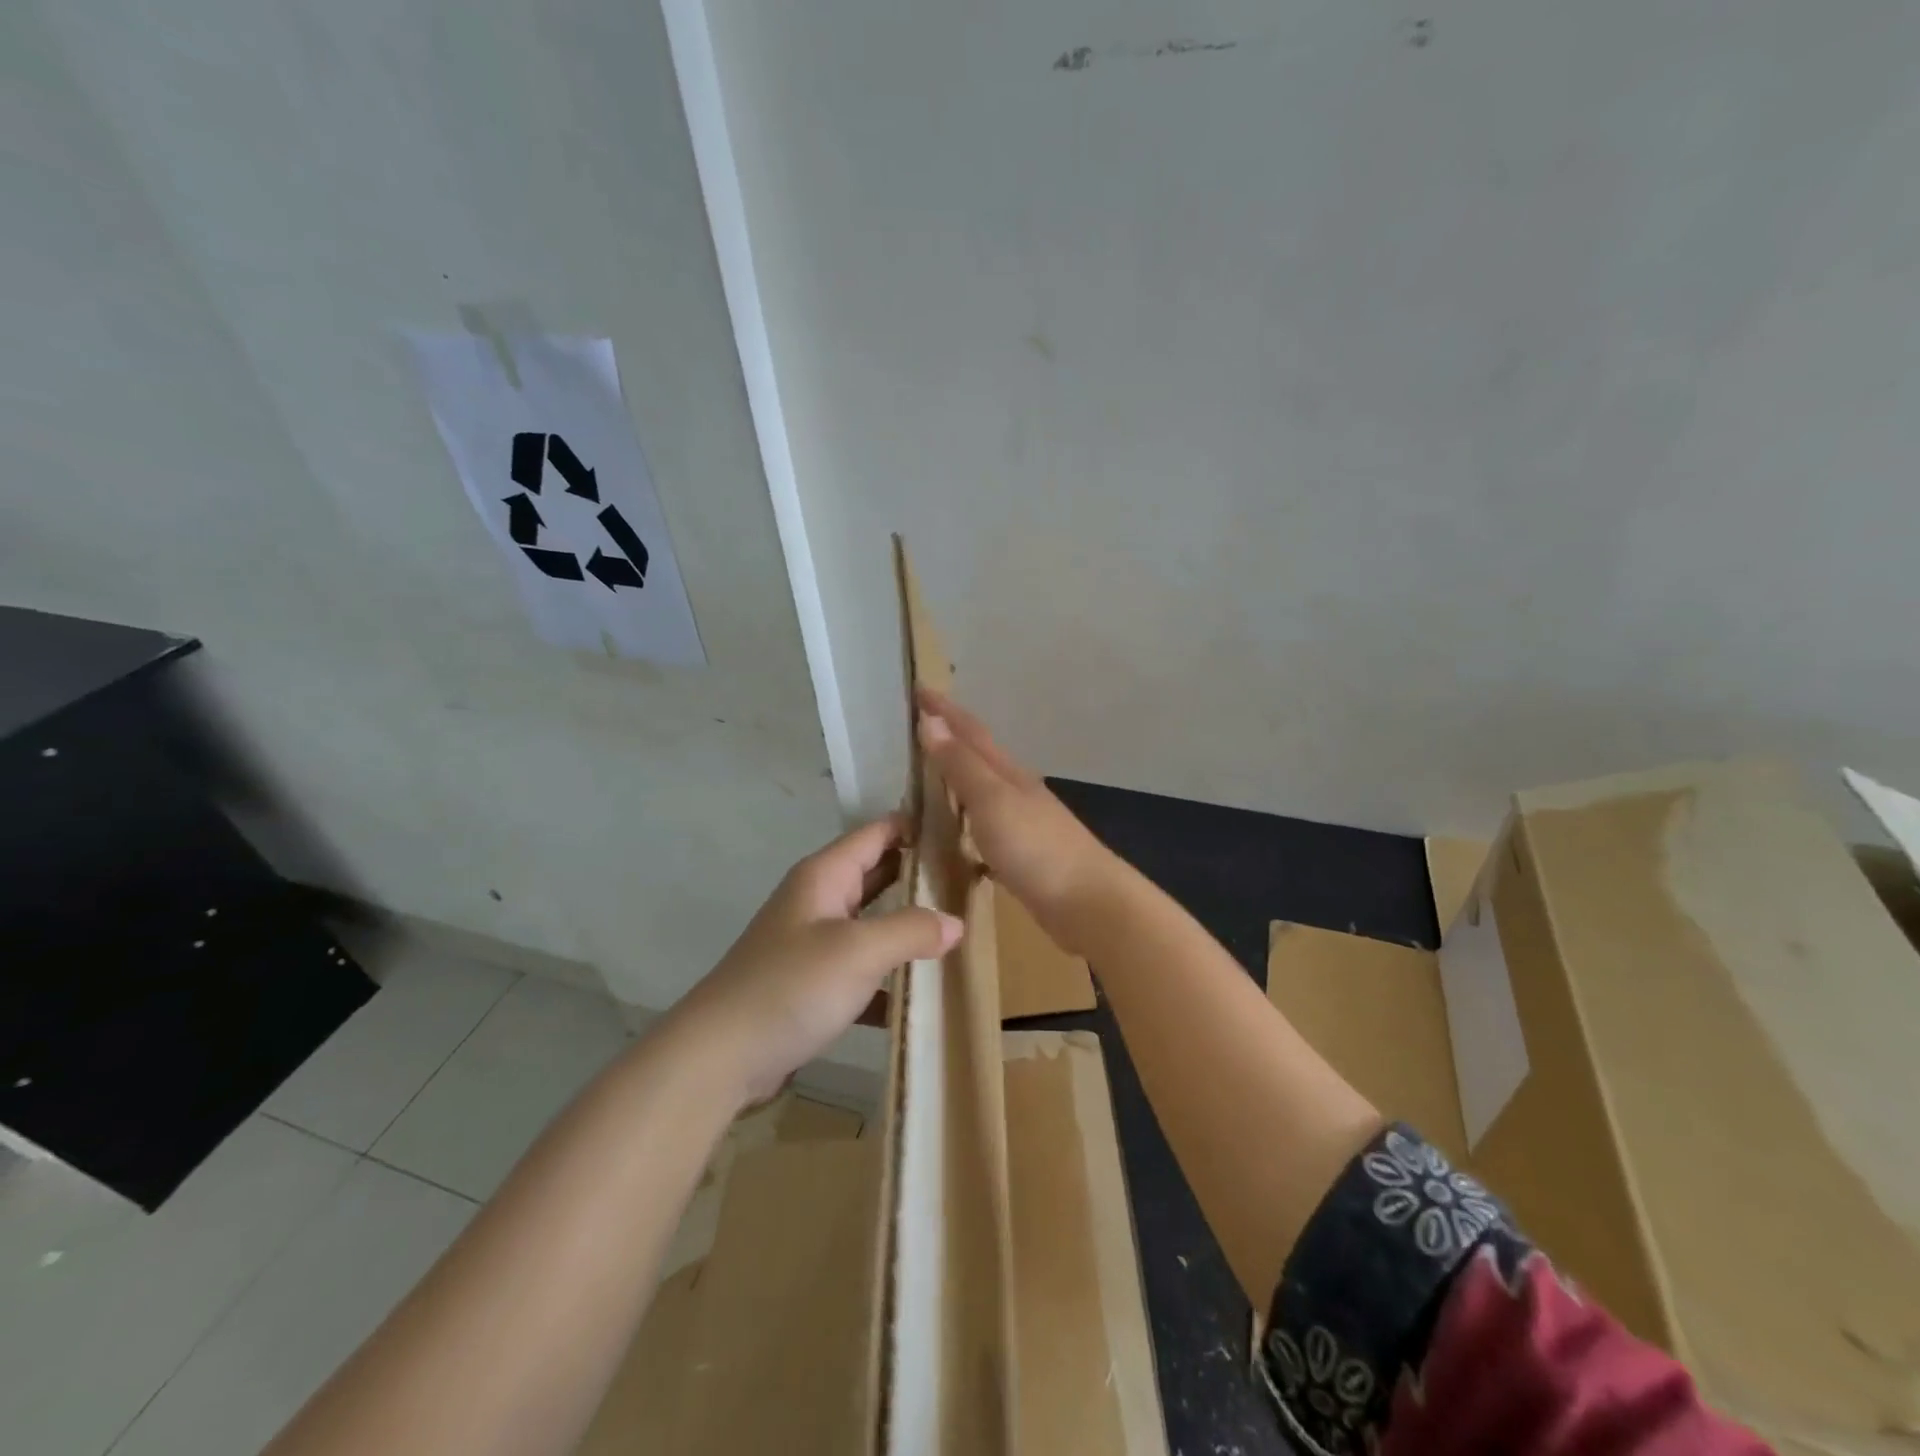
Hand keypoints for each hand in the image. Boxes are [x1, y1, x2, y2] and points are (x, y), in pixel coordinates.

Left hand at [672, 818, 962, 1105]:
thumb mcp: (858, 951)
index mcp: (825, 876)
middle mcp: (819, 901)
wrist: (720, 1056)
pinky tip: (921, 994)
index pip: (877, 832)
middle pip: (877, 873)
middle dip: (920, 875)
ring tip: (959, 931)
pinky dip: (889, 976)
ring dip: (908, 926)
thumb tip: (956, 923)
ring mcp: (814, 943)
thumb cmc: (790, 986)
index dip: (916, 825)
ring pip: (872, 922)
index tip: (963, 829)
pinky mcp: (812, 984)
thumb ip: (911, 930)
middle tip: (971, 880)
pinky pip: (862, 969)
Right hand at [915, 687, 1120, 953]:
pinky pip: (986, 826)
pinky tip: (958, 835)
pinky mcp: (1025, 855)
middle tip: (918, 729)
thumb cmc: (1037, 848)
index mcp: (1008, 773)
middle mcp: (1017, 791)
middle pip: (979, 756)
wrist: (1089, 903)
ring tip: (930, 776)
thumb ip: (961, 765)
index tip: (918, 690)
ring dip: (959, 778)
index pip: (970, 732)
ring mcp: (1024, 823)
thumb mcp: (992, 801)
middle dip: (951, 739)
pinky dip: (968, 820)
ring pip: (984, 791)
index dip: (944, 711)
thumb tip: (931, 721)